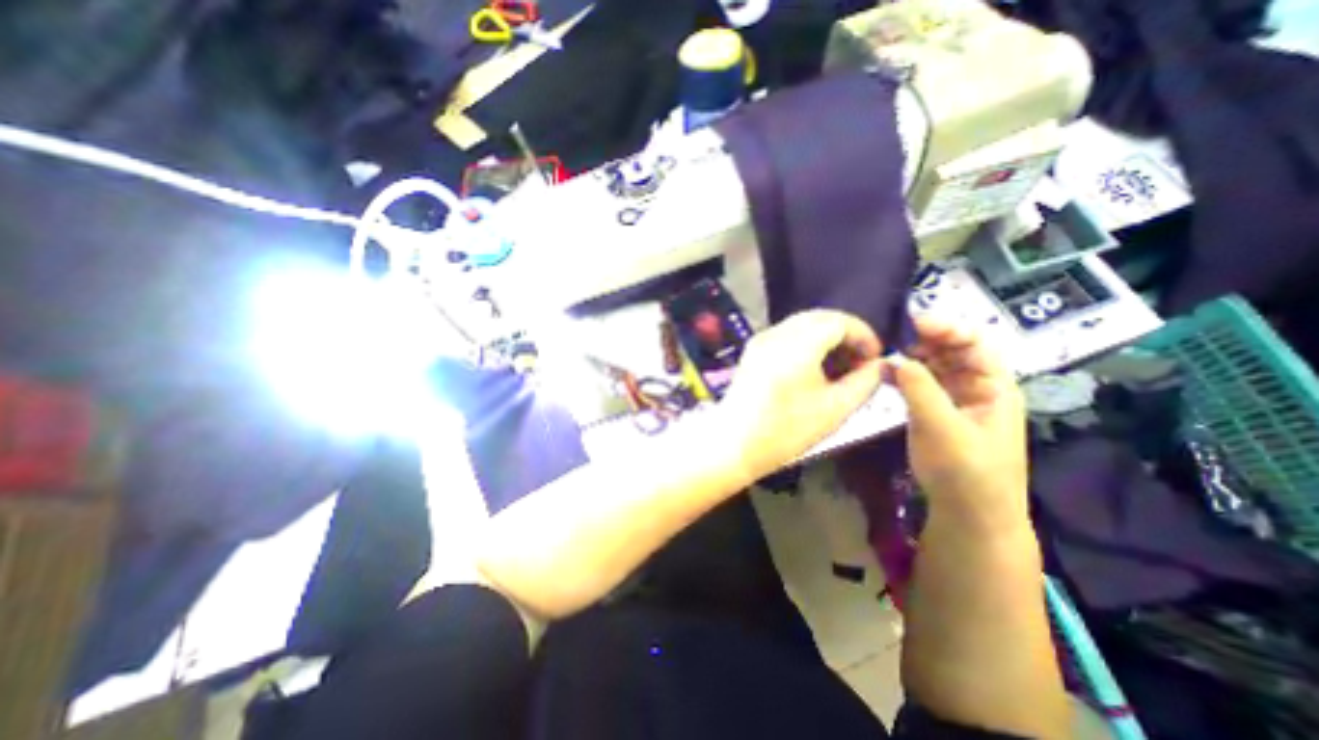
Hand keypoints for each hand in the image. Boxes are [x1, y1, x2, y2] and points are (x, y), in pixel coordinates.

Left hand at [718, 308, 879, 480]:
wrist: (733, 443)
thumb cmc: (785, 431)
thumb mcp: (834, 410)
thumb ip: (864, 383)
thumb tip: (879, 365)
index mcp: (797, 344)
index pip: (839, 321)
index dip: (863, 335)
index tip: (876, 358)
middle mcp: (777, 333)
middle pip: (820, 318)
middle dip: (846, 334)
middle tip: (860, 362)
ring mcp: (761, 340)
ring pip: (802, 325)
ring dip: (826, 338)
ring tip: (840, 367)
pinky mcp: (753, 351)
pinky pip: (787, 335)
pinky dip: (807, 343)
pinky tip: (814, 368)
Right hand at [891, 316, 1036, 528]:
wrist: (968, 514)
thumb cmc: (966, 472)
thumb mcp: (944, 429)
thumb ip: (920, 391)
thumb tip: (895, 359)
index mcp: (993, 387)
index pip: (975, 345)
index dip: (948, 329)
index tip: (914, 322)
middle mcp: (975, 388)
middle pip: (953, 351)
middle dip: (926, 339)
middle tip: (893, 334)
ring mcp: (953, 400)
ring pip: (934, 366)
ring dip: (911, 355)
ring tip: (885, 350)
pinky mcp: (934, 412)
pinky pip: (919, 384)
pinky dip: (903, 374)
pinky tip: (884, 371)